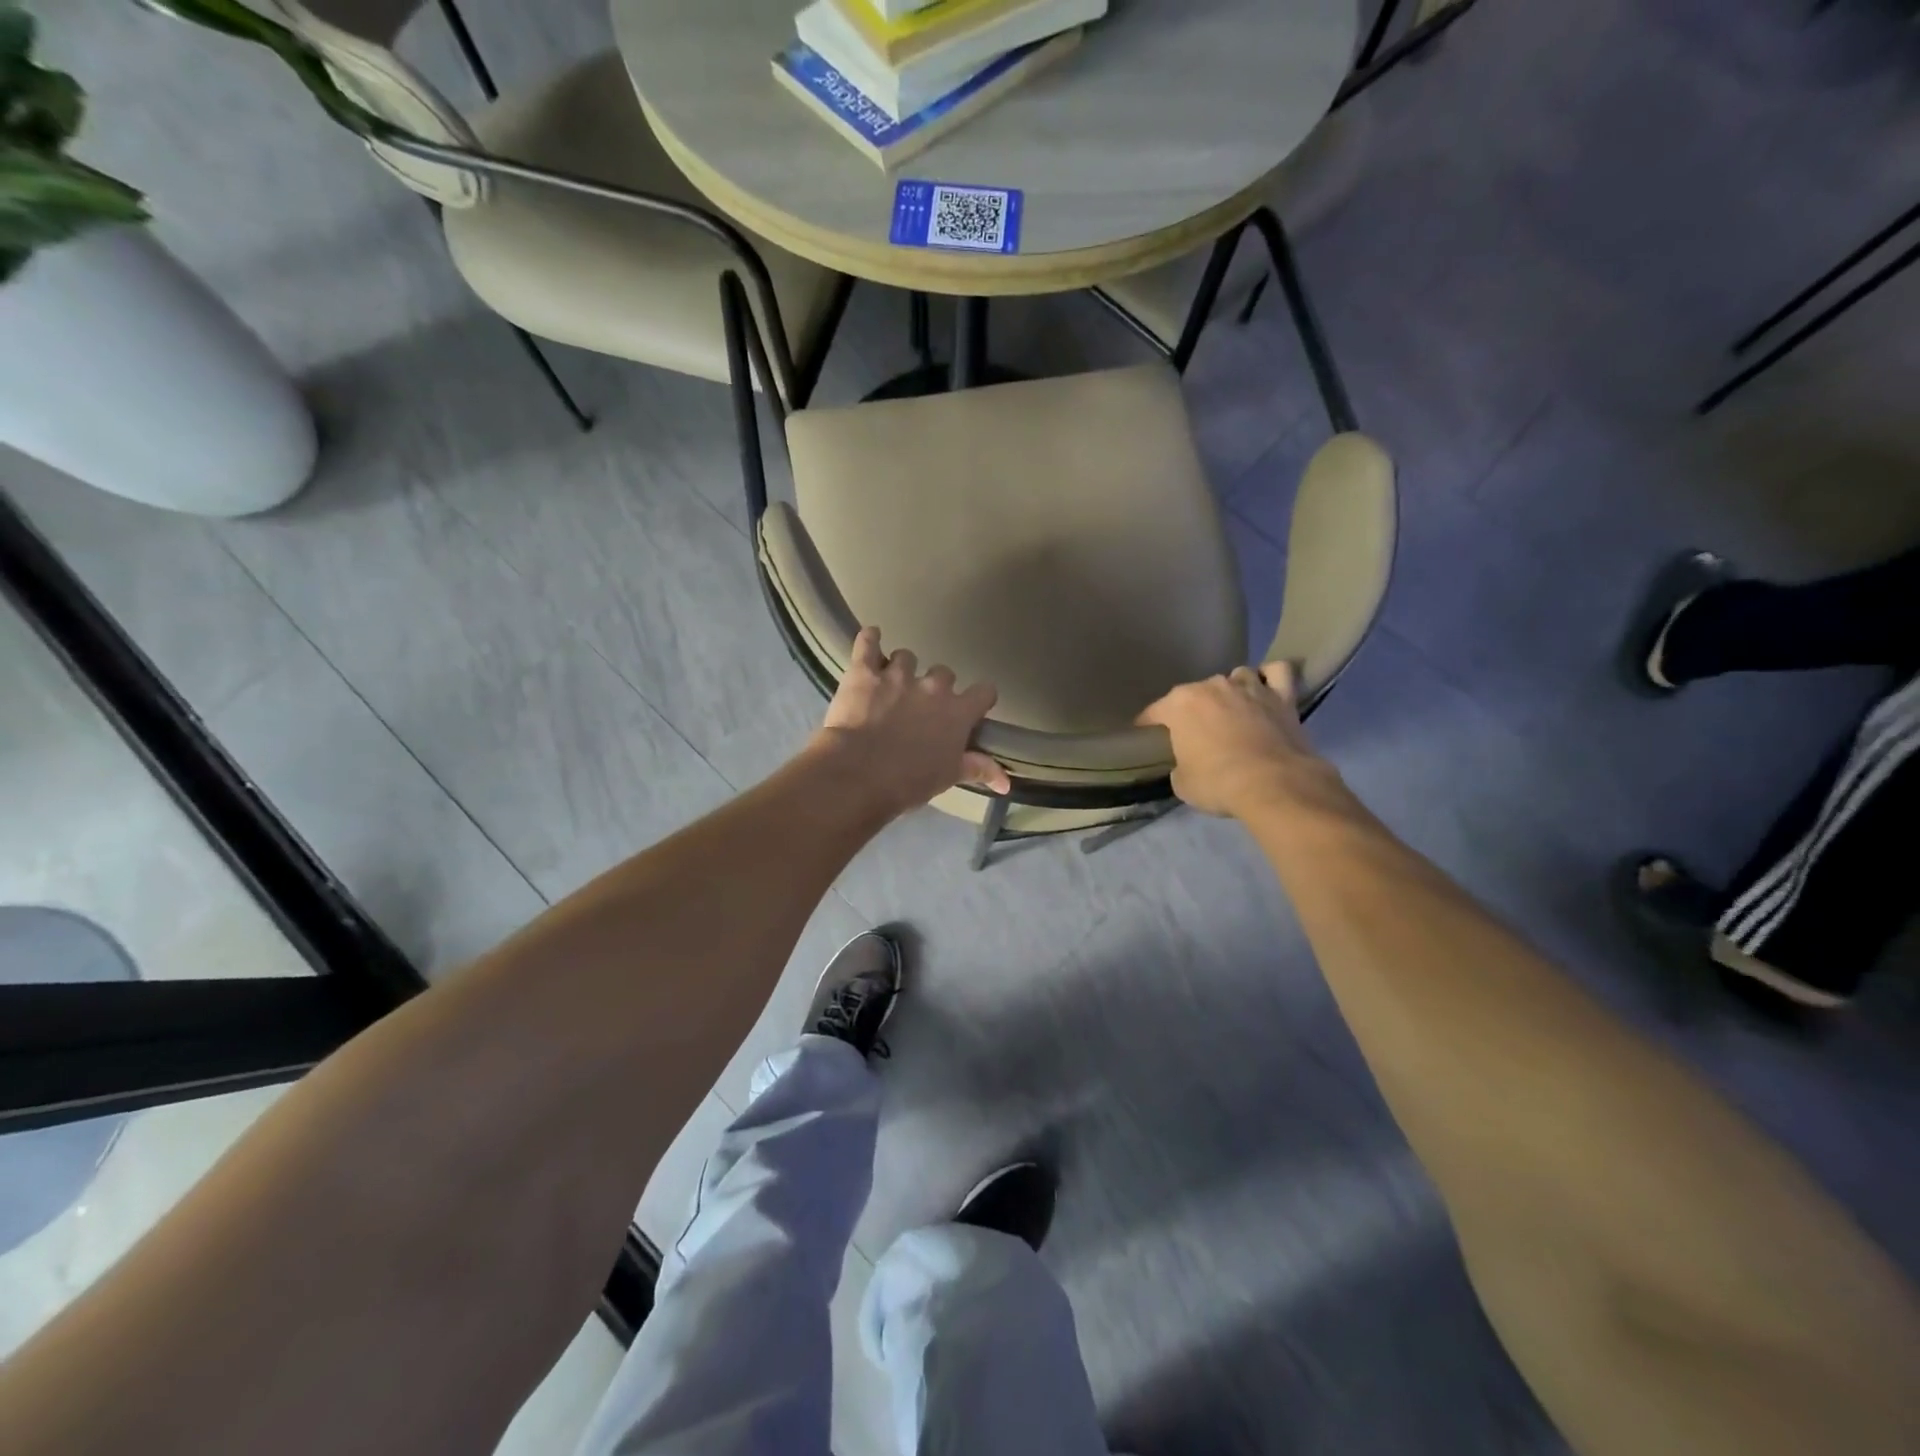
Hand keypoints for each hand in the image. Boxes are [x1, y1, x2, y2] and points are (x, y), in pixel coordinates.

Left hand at [811, 627, 1010, 813]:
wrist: (859, 774)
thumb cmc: (909, 781)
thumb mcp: (948, 777)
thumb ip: (978, 769)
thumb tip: (1006, 782)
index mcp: (958, 712)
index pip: (984, 691)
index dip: (979, 697)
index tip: (973, 705)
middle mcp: (933, 687)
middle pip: (943, 673)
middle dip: (934, 686)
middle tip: (920, 706)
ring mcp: (897, 675)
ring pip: (906, 657)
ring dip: (901, 669)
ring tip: (889, 685)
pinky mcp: (864, 672)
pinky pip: (868, 643)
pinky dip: (869, 639)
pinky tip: (871, 637)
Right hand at [1137, 662, 1324, 816]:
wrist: (1272, 784)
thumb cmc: (1217, 782)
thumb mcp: (1182, 782)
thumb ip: (1180, 765)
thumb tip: (1187, 764)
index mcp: (1181, 704)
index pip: (1155, 711)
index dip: (1148, 723)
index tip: (1146, 733)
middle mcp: (1213, 686)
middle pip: (1196, 692)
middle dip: (1193, 708)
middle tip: (1195, 731)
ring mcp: (1249, 687)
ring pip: (1236, 676)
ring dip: (1231, 690)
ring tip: (1232, 709)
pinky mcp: (1283, 696)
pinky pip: (1277, 672)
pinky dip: (1270, 677)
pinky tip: (1266, 688)